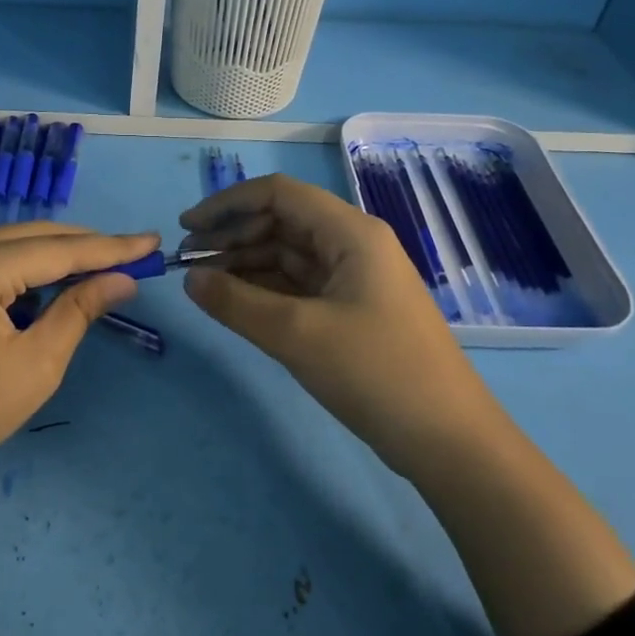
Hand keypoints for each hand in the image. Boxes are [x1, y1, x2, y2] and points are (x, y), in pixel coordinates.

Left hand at [0, 222, 157, 497]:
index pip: (58, 249)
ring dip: (53, 254)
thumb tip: (122, 280)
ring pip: (8, 243)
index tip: (152, 242)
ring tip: (99, 268)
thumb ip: (79, 310)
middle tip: (131, 256)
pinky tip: (48, 283)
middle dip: (83, 245)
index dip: (110, 247)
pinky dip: (21, 267)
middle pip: (32, 236)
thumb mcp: (36, 364)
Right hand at [179, 173, 487, 472]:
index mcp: (350, 233)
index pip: (279, 195)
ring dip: (245, 265)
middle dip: (233, 238)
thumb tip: (189, 279)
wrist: (448, 440)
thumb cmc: (376, 373)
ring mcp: (354, 280)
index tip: (186, 228)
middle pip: (282, 223)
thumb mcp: (297, 335)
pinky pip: (299, 287)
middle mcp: (353, 246)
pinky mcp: (352, 312)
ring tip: (203, 285)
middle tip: (188, 265)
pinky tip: (236, 304)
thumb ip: (236, 303)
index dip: (228, 204)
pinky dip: (265, 291)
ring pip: (288, 257)